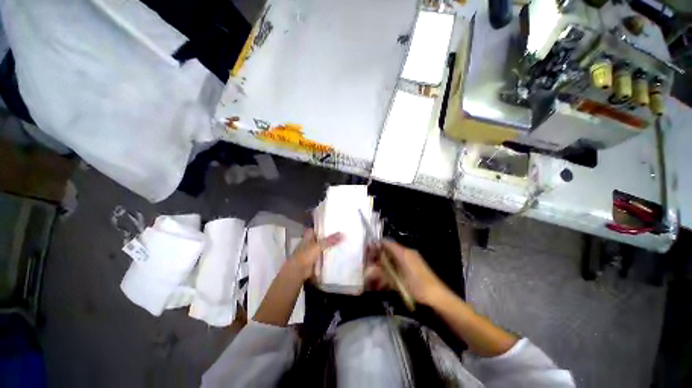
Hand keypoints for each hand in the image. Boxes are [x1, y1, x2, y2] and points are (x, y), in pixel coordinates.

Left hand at [286, 229, 341, 280]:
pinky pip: (323, 257)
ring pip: (321, 248)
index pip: (314, 230)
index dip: (321, 228)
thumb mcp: (318, 246)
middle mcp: (309, 244)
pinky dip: (328, 257)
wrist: (298, 272)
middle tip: (339, 235)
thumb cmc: (305, 256)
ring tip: (341, 244)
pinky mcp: (314, 262)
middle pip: (319, 239)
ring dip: (328, 248)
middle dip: (327, 238)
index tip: (331, 226)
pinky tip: (337, 255)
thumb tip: (342, 234)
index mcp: (307, 237)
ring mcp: (311, 253)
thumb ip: (329, 241)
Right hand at [366, 239, 448, 305]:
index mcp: (402, 253)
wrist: (438, 296)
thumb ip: (381, 275)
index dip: (376, 247)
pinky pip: (400, 262)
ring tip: (378, 276)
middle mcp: (407, 252)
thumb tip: (368, 270)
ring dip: (385, 265)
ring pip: (394, 257)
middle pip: (389, 250)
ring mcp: (412, 258)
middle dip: (379, 258)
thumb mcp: (396, 282)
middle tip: (371, 267)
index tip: (368, 254)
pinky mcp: (415, 264)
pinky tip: (389, 279)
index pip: (386, 243)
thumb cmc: (417, 288)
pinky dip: (393, 268)